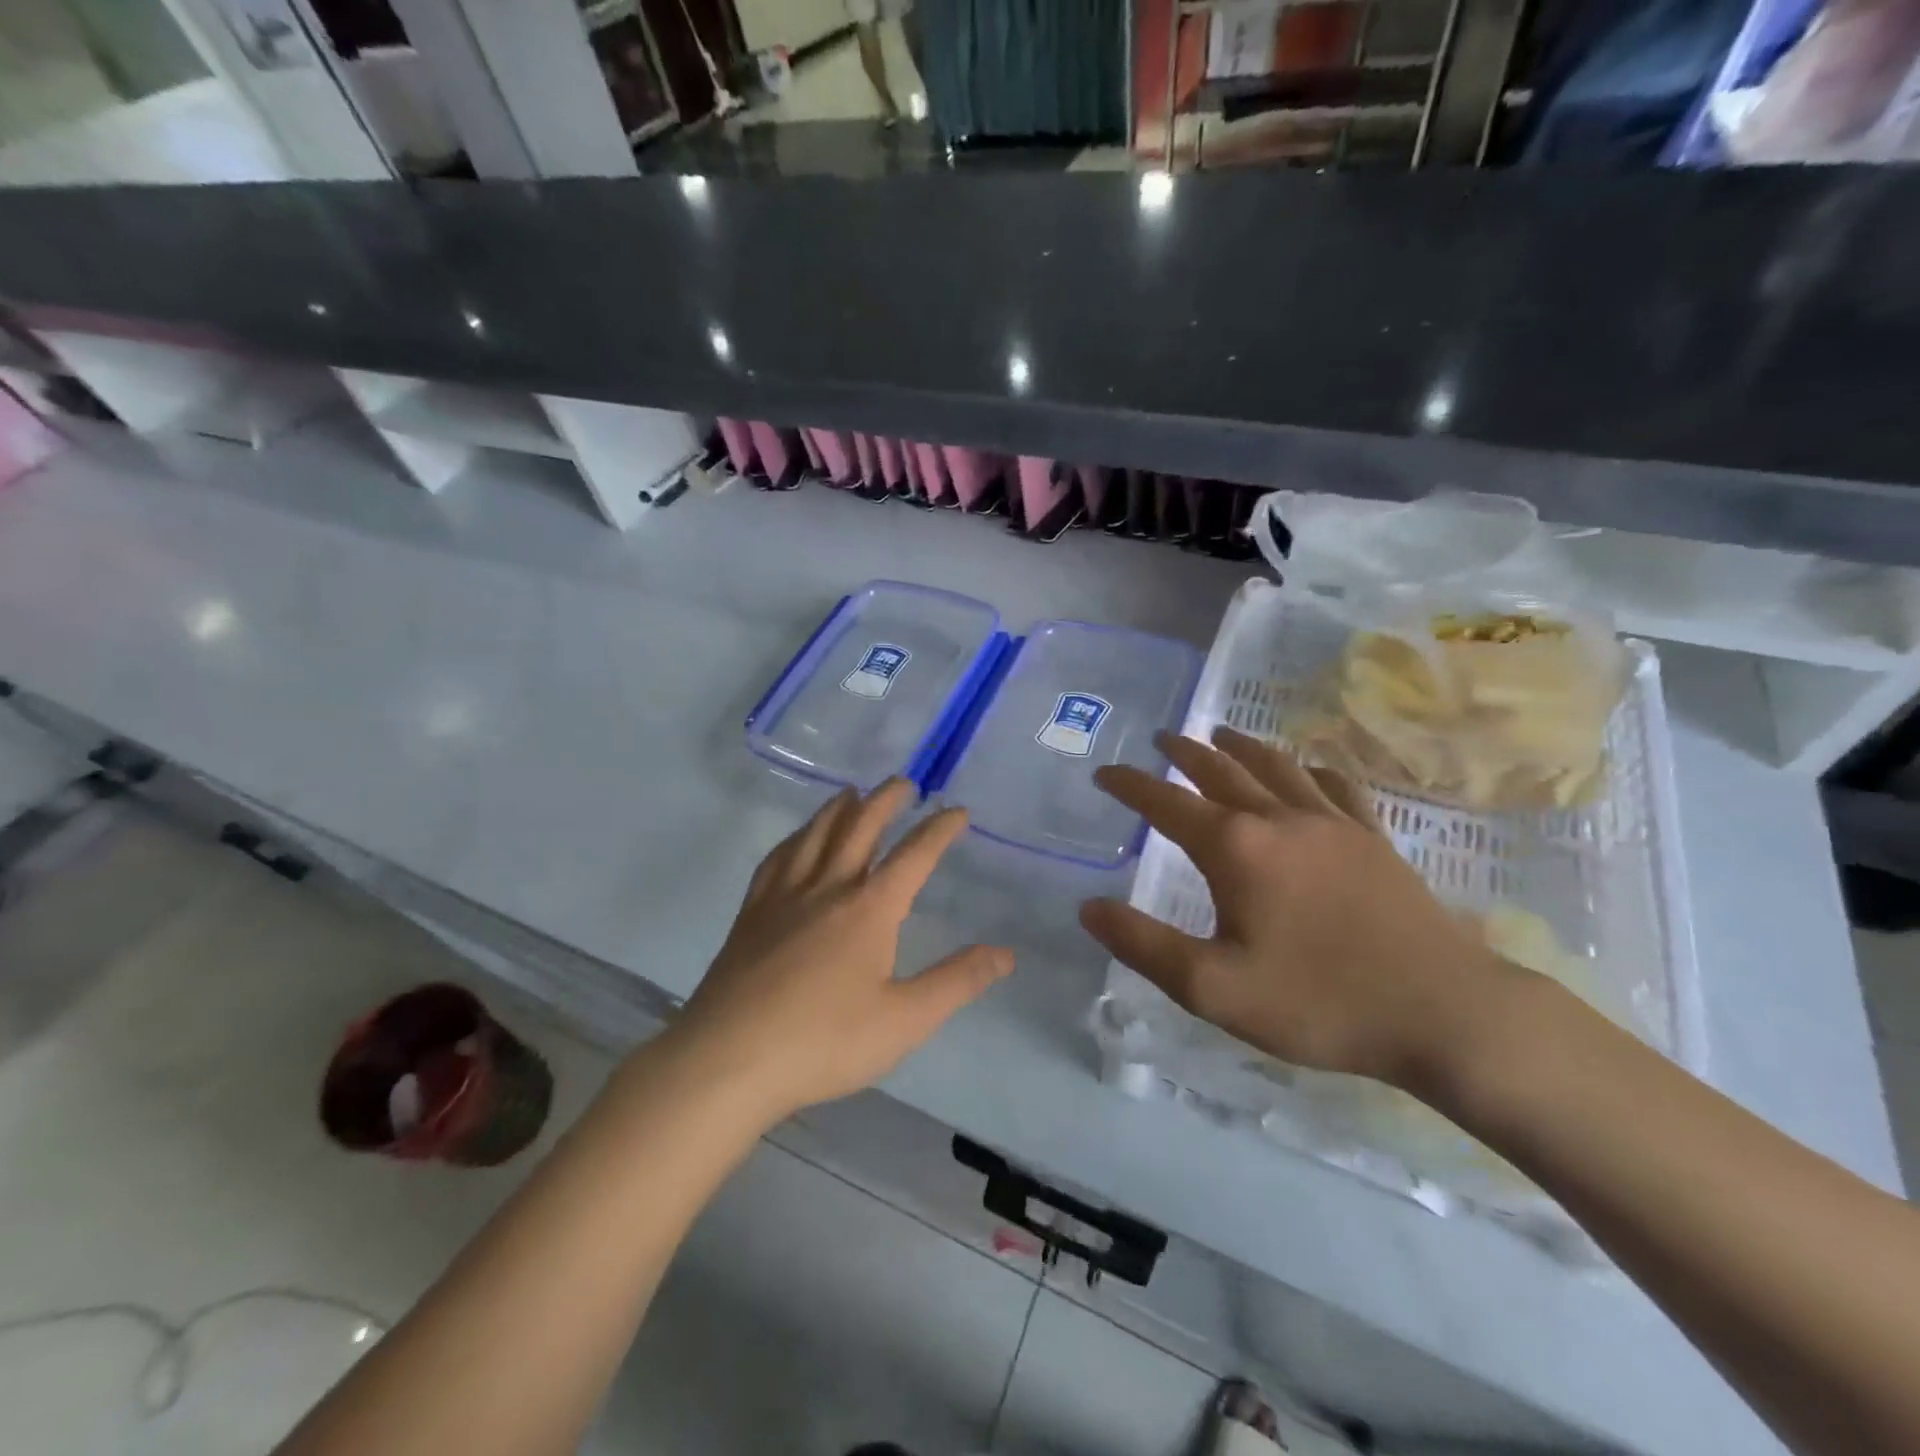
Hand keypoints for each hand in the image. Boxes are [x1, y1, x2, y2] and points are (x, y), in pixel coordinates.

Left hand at [676, 779, 1012, 1121]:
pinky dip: (795, 838)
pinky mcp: (752, 912)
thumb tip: (1005, 953)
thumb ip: (956, 982)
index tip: (958, 811)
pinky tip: (797, 840)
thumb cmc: (824, 1042)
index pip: (914, 855)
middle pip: (860, 827)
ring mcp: (784, 896)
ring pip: (816, 834)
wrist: (728, 1059)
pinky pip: (778, 859)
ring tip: (852, 793)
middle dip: (886, 800)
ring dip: (839, 808)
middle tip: (904, 783)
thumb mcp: (904, 1020)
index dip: (940, 829)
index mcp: (869, 908)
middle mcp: (828, 887)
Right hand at [1081, 727, 1508, 1088]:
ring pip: (1277, 767)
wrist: (1444, 1014)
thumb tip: (1088, 907)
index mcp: (1236, 848)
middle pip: (1221, 769)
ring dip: (1241, 746)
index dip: (1131, 786)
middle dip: (1184, 752)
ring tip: (1220, 733)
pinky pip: (1336, 787)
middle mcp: (1280, 819)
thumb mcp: (1213, 989)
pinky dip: (1311, 769)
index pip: (1167, 803)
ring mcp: (1333, 824)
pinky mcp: (1373, 839)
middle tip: (1160, 738)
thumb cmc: (1318, 1003)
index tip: (1104, 772)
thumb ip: (1144, 945)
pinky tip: (1308, 770)